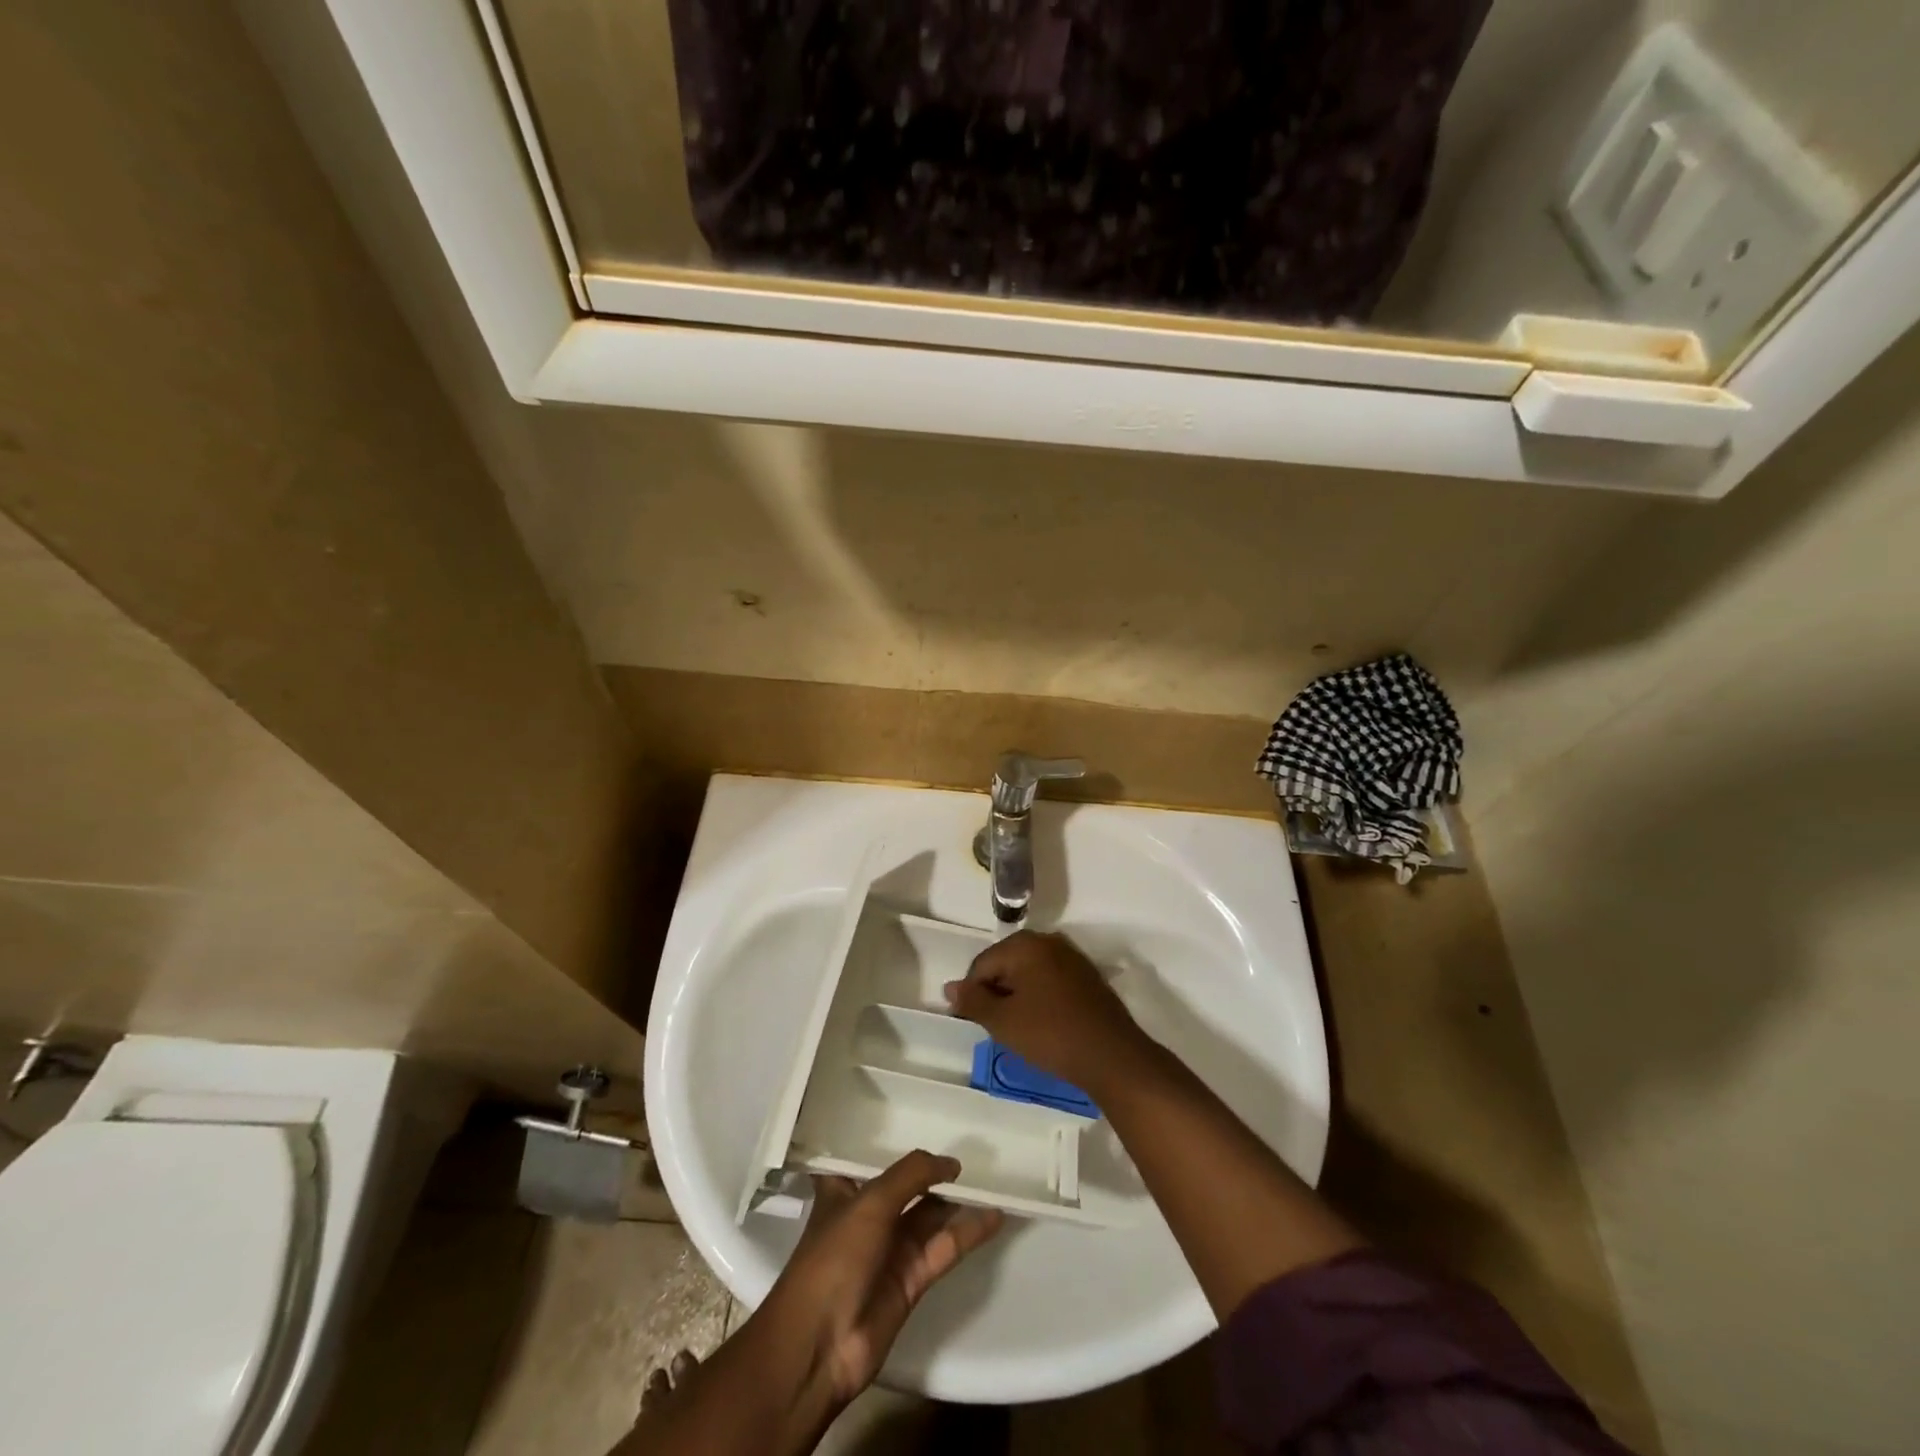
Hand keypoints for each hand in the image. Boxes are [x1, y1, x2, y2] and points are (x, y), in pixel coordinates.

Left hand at [757, 1151, 1002, 1409]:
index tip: (916, 1116)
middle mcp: (868, 1215)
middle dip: (933, 1170)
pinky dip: (968, 1233)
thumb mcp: (871, 1202)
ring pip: (929, 1216)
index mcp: (844, 1191)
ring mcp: (890, 1249)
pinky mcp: (911, 1280)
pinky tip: (994, 1216)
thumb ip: (912, 1174)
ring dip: (957, 1200)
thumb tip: (952, 1163)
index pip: (866, 1157)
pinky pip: (944, 1248)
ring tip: (992, 1176)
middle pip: (906, 1186)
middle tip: (972, 1145)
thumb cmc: (835, 1256)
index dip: (889, 1140)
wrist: (821, 1344)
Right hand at [944, 930, 1149, 1092]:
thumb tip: (950, 987)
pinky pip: (1051, 980)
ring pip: (1030, 972)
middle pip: (1006, 964)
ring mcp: (1071, 956)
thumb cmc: (1050, 1034)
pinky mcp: (1087, 975)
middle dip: (997, 992)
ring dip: (1019, 996)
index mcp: (1024, 944)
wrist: (1112, 1055)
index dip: (973, 994)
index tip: (975, 1022)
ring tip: (1020, 1028)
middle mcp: (1048, 940)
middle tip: (998, 1027)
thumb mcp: (1003, 1021)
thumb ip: (973, 1001)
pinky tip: (1044, 1024)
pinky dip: (1040, 997)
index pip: (982, 965)